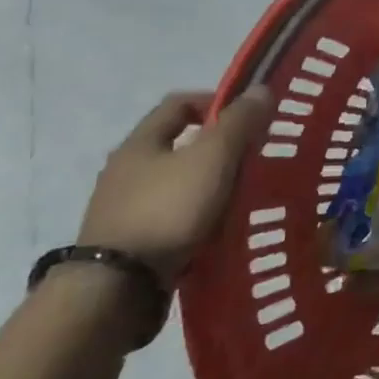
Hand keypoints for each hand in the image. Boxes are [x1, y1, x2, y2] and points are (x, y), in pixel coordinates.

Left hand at [78, 89, 272, 285]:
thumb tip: (261, 89)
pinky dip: (195, 216)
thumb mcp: (212, 158)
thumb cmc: (167, 210)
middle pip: (177, 144)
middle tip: (252, 159)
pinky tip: (216, 228)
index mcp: (139, 143)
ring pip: (175, 182)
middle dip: (216, 148)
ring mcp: (121, 209)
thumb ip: (238, 123)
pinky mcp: (127, 243)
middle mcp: (124, 170)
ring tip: (240, 196)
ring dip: (207, 184)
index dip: (216, 101)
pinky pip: (170, 216)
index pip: (178, 104)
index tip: (249, 117)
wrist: (117, 289)